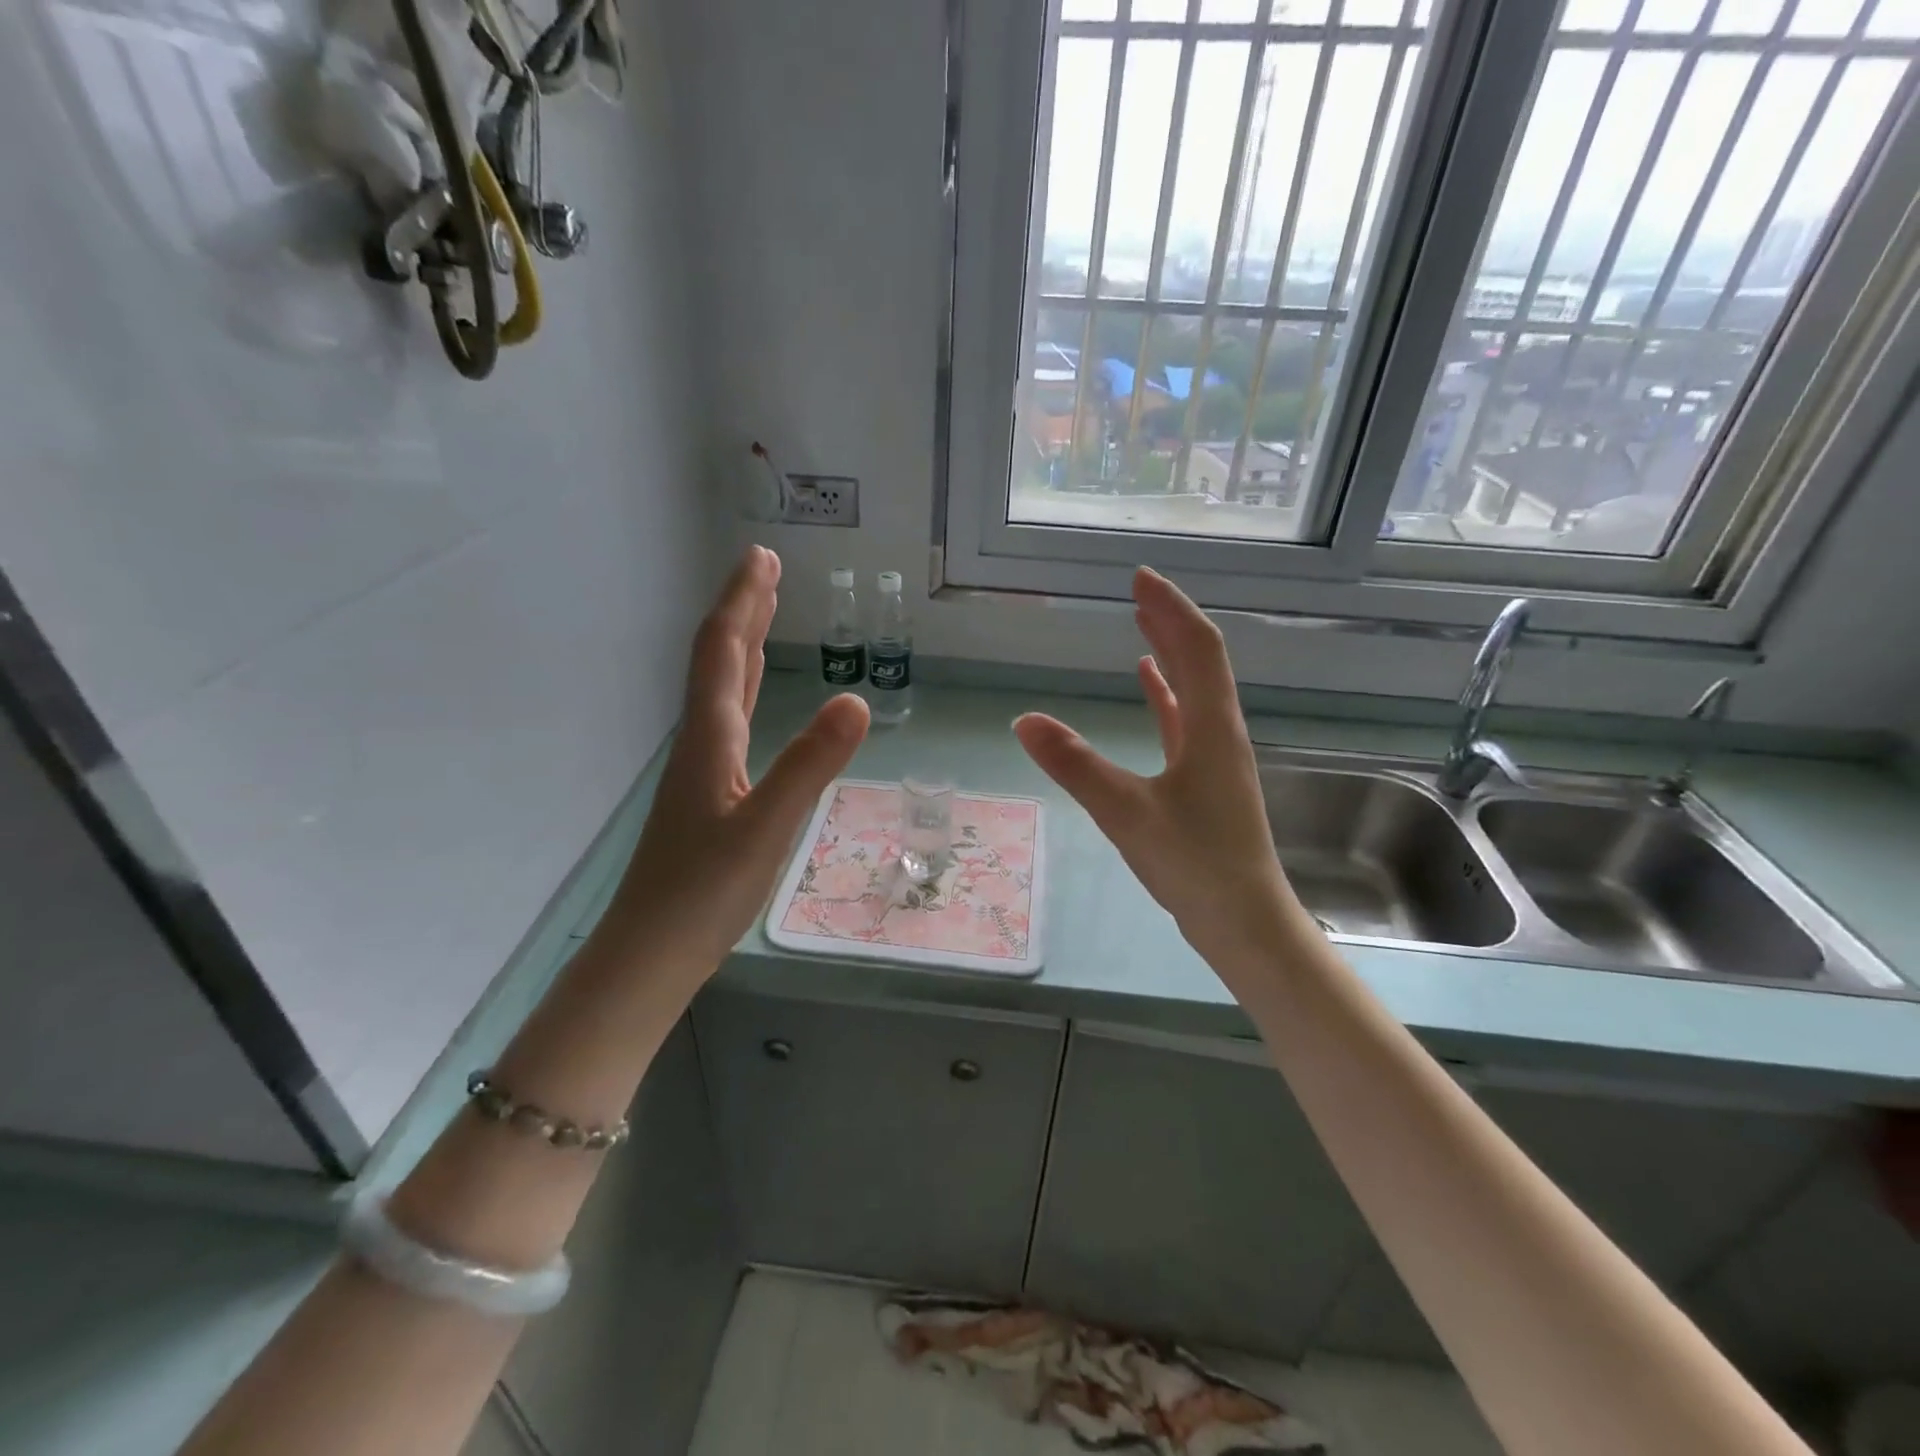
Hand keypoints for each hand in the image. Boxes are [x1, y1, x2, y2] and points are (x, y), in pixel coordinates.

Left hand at [609, 546, 868, 972]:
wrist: (650, 955)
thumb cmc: (703, 893)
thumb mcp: (766, 827)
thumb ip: (810, 765)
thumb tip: (856, 699)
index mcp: (710, 738)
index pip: (725, 651)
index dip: (743, 601)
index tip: (762, 556)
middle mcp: (702, 742)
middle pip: (720, 660)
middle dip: (744, 610)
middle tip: (766, 568)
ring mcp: (703, 770)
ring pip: (723, 690)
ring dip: (744, 645)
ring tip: (764, 613)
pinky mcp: (710, 796)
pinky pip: (730, 721)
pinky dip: (746, 690)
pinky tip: (754, 699)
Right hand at [1014, 568, 1301, 971]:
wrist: (1244, 922)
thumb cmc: (1194, 864)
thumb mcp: (1126, 812)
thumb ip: (1076, 765)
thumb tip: (1024, 720)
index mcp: (1211, 728)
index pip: (1197, 648)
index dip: (1171, 608)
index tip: (1141, 578)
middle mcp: (1220, 733)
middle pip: (1199, 661)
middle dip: (1169, 621)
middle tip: (1138, 590)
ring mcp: (1215, 758)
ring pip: (1193, 690)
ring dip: (1170, 654)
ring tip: (1142, 625)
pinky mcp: (1205, 782)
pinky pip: (1184, 723)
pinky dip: (1165, 697)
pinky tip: (1147, 686)